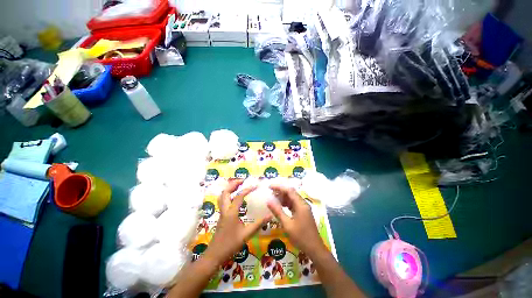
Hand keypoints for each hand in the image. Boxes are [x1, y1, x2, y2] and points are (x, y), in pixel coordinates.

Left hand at [204, 179, 271, 265]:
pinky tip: (235, 198)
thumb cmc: (230, 245)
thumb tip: (270, 216)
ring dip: (229, 188)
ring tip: (238, 185)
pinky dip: (228, 195)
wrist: (214, 255)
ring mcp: (221, 213)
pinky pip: (223, 201)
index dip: (247, 189)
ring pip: (222, 196)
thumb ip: (258, 224)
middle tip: (242, 180)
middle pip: (225, 192)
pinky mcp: (221, 216)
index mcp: (231, 213)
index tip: (255, 185)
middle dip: (233, 184)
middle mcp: (225, 210)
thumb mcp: (246, 235)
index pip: (239, 196)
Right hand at [267, 185, 327, 257]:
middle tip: (270, 192)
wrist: (315, 249)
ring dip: (283, 197)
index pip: (289, 190)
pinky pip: (293, 204)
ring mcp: (303, 208)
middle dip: (280, 191)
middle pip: (291, 193)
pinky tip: (279, 206)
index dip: (279, 187)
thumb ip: (278, 211)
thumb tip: (268, 201)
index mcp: (301, 205)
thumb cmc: (301, 237)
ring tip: (273, 199)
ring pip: (292, 198)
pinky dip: (286, 204)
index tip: (269, 186)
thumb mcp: (287, 225)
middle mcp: (303, 204)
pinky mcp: (303, 213)